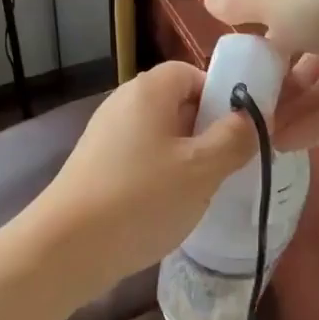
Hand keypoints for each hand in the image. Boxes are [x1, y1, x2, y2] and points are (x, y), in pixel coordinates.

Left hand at [26, 61, 256, 296]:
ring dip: (185, 158)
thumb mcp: (202, 169)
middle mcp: (122, 103)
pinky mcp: (95, 166)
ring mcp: (105, 135)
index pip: (191, 73)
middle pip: (175, 103)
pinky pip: (140, 159)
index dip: (220, 96)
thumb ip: (234, 138)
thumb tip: (250, 117)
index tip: (238, 131)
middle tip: (226, 165)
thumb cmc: (142, 197)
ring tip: (201, 191)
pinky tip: (168, 207)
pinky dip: (159, 175)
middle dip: (205, 131)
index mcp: (148, 90)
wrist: (68, 246)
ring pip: (159, 136)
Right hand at [203, 0, 318, 150]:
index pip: (284, 11)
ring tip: (256, 137)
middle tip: (241, 112)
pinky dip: (316, 125)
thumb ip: (242, 3)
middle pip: (303, 52)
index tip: (235, 68)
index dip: (259, 39)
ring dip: (291, 109)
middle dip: (274, 82)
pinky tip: (284, 145)